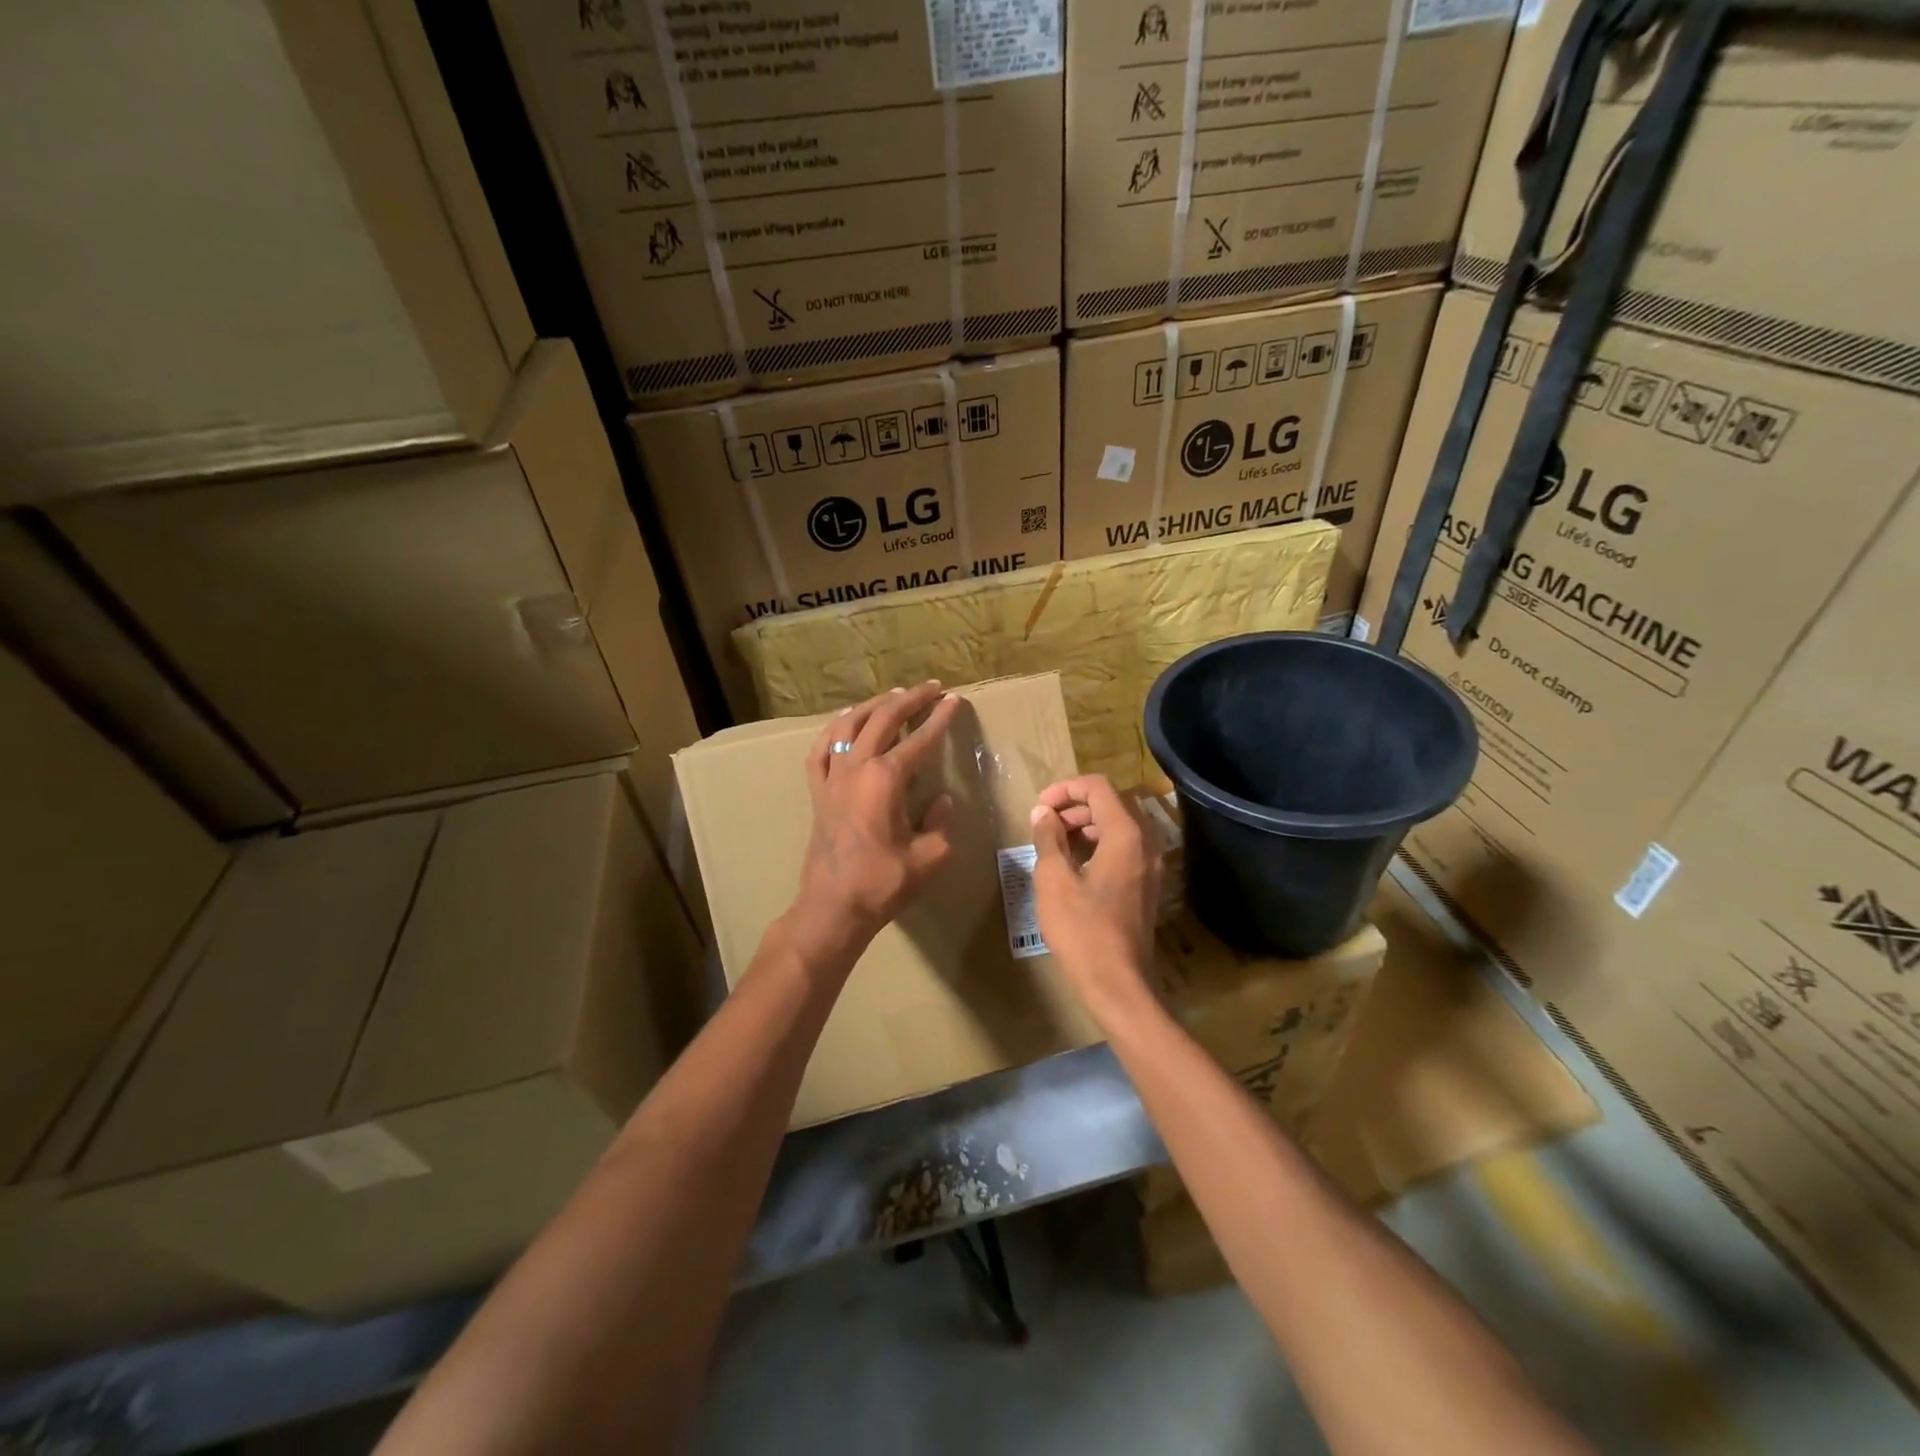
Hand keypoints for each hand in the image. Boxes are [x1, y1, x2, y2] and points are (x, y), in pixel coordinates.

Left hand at [789, 681, 960, 961]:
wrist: (832, 907)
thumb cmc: (882, 884)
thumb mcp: (929, 857)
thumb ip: (940, 823)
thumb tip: (942, 800)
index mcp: (885, 779)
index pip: (919, 740)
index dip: (940, 719)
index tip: (955, 700)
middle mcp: (856, 768)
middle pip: (883, 719)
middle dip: (909, 699)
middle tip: (931, 688)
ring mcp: (832, 777)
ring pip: (849, 725)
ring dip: (873, 706)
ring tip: (893, 695)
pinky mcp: (817, 790)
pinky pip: (821, 749)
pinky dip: (835, 729)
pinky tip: (845, 722)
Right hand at [1029, 775, 1163, 1019]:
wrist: (1118, 983)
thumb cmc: (1082, 929)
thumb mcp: (1054, 879)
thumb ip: (1048, 838)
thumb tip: (1043, 813)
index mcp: (1126, 834)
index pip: (1098, 787)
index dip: (1065, 789)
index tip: (1039, 806)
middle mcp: (1146, 842)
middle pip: (1112, 802)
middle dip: (1076, 805)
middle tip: (1046, 823)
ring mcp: (1152, 864)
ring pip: (1120, 824)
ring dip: (1088, 823)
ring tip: (1056, 840)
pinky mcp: (1148, 883)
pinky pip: (1126, 846)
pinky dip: (1100, 842)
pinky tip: (1076, 862)